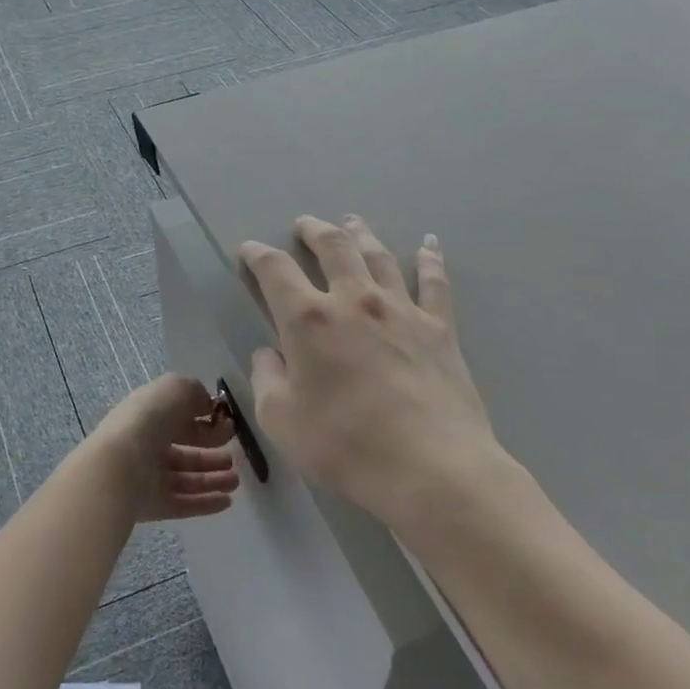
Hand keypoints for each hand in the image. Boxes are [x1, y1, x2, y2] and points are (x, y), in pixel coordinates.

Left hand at [89, 374, 240, 522]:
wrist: (120, 464)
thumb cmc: (149, 419)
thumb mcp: (176, 389)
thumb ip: (194, 393)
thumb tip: (207, 404)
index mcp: (148, 416)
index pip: (179, 420)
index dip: (204, 422)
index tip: (228, 427)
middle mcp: (147, 446)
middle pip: (185, 452)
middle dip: (211, 454)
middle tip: (234, 457)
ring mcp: (149, 478)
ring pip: (187, 479)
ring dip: (213, 479)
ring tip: (235, 480)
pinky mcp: (153, 505)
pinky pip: (184, 504)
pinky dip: (206, 502)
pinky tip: (227, 501)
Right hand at [239, 216, 531, 545]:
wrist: (431, 467)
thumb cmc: (345, 446)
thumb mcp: (281, 420)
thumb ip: (267, 379)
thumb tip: (270, 354)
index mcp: (309, 320)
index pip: (276, 271)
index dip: (258, 255)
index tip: (249, 250)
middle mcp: (354, 300)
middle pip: (333, 247)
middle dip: (314, 230)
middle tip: (304, 224)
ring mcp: (401, 310)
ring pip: (379, 256)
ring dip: (361, 234)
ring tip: (352, 221)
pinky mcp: (440, 328)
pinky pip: (434, 282)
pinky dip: (430, 258)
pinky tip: (429, 244)